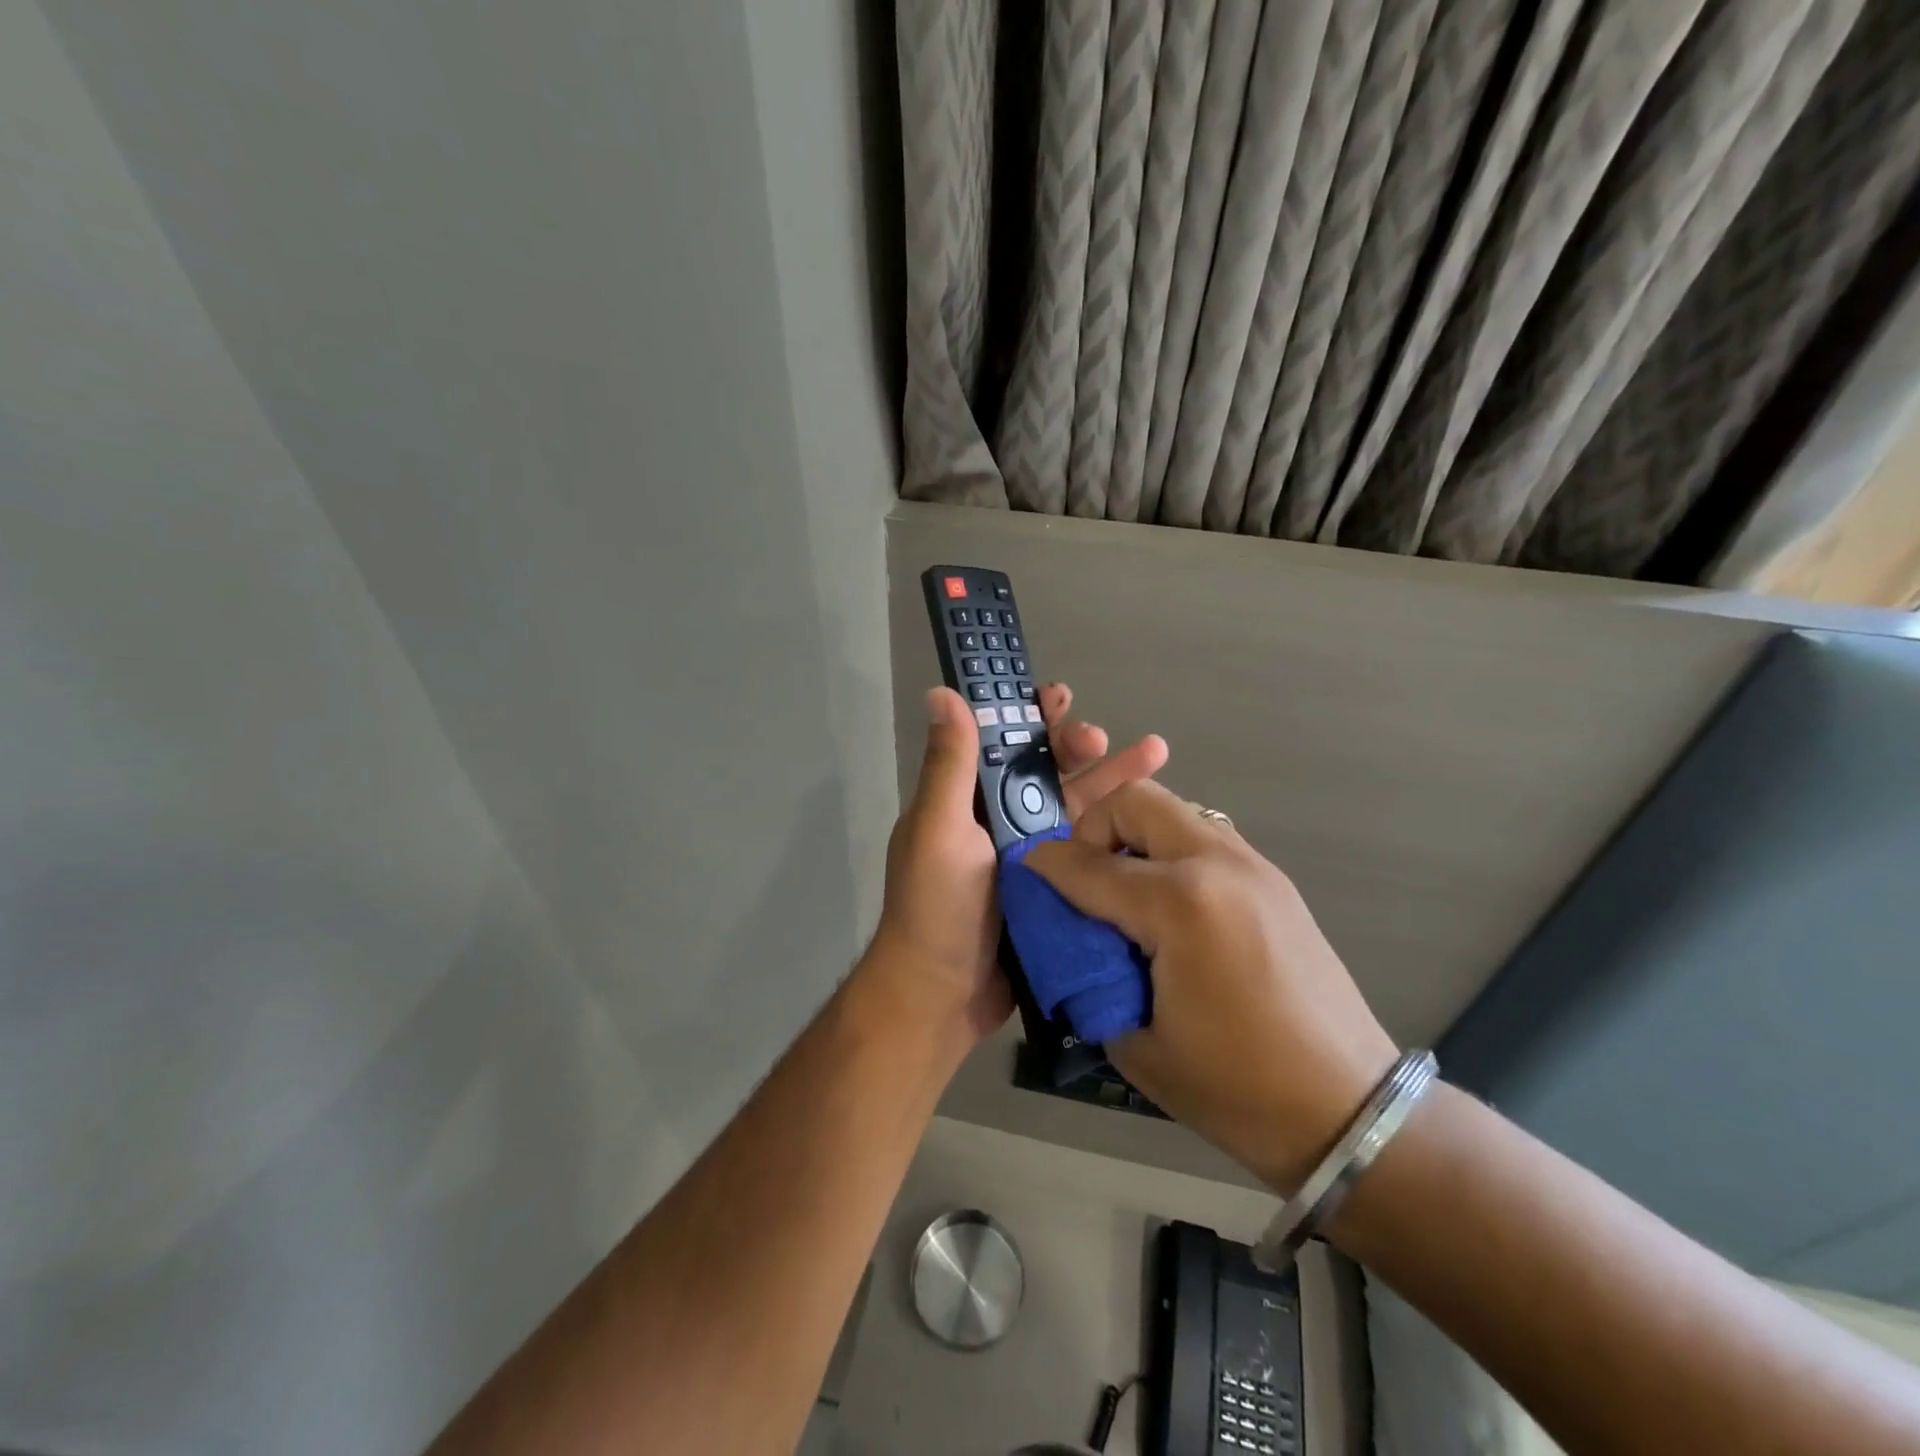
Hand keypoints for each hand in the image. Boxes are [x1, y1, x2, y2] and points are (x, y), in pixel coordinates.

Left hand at [864, 683, 1168, 1043]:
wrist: (942, 996)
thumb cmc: (936, 906)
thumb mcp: (939, 828)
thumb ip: (949, 764)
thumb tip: (942, 692)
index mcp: (968, 799)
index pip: (1002, 742)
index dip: (1030, 716)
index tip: (1058, 697)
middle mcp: (999, 821)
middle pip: (1047, 771)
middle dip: (1077, 748)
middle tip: (1103, 738)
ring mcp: (1032, 856)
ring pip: (1077, 806)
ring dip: (1111, 780)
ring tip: (1156, 755)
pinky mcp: (1056, 888)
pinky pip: (1090, 849)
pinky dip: (1118, 830)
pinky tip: (1153, 817)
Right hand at [1026, 780, 1396, 1192]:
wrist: (1350, 1111)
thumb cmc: (1237, 1090)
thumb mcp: (1138, 1044)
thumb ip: (1091, 976)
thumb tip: (1071, 941)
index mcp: (1180, 905)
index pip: (1089, 865)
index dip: (1046, 866)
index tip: (1024, 870)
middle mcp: (1217, 865)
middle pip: (1136, 801)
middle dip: (1094, 828)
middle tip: (1086, 878)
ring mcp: (1253, 866)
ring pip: (1175, 810)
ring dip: (1136, 836)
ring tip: (1126, 892)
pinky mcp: (1274, 881)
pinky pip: (1205, 837)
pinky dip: (1171, 852)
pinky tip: (1170, 908)